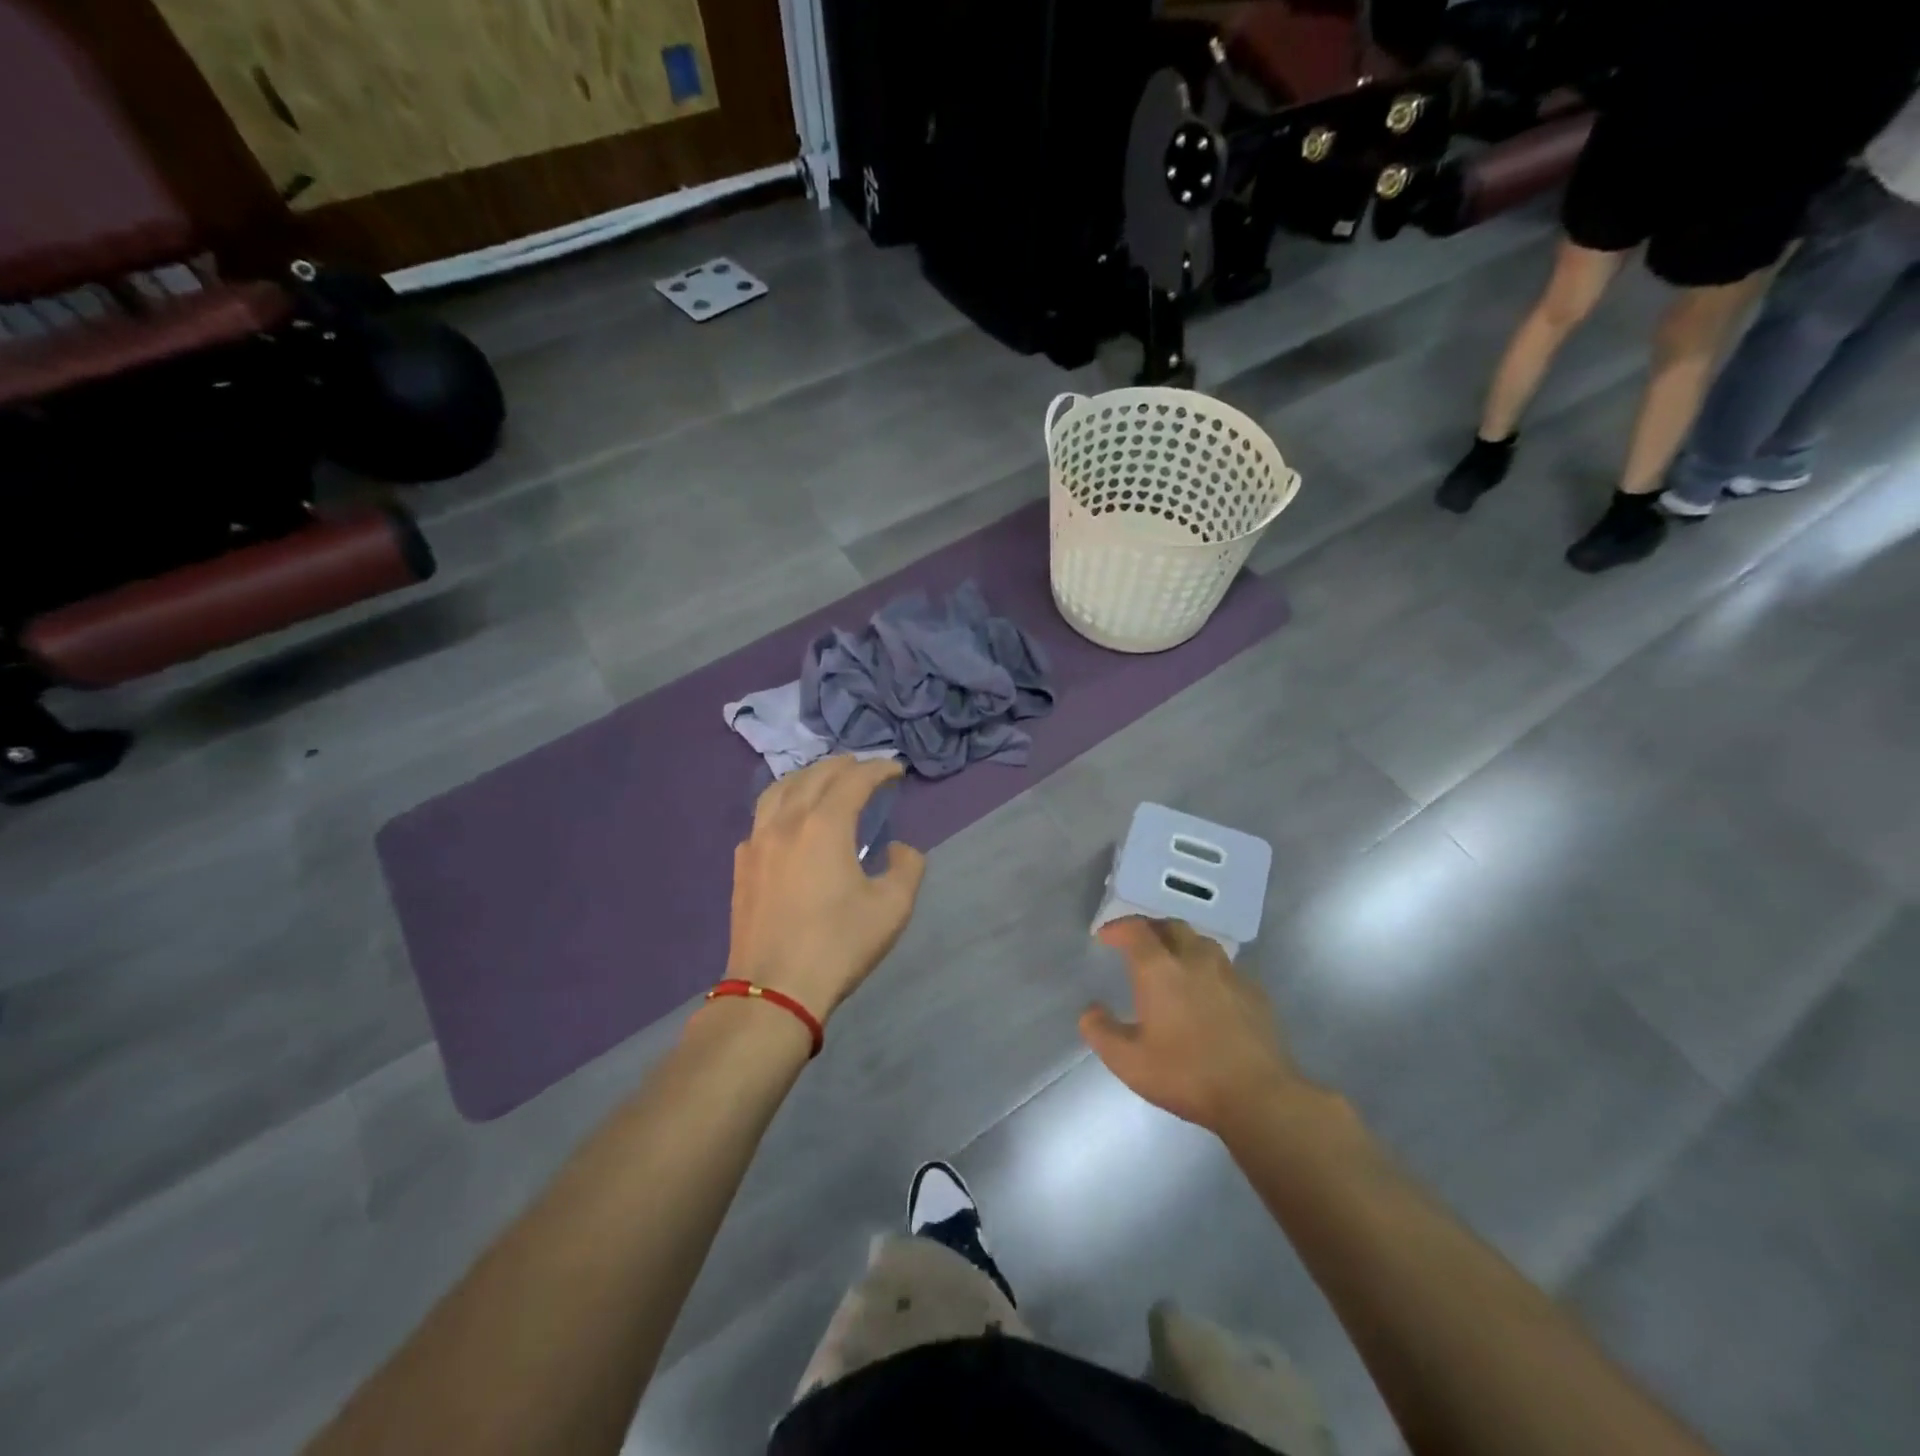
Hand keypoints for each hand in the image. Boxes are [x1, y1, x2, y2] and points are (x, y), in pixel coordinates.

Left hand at [725, 756, 926, 1022]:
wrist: (774, 990)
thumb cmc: (839, 945)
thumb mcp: (892, 907)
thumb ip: (907, 867)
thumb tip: (899, 849)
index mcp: (824, 825)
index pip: (854, 779)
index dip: (878, 769)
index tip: (896, 770)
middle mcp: (787, 822)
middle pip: (814, 775)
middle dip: (843, 765)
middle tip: (864, 767)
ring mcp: (757, 842)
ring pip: (779, 790)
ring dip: (806, 777)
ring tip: (823, 780)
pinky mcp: (742, 866)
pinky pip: (761, 818)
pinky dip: (781, 805)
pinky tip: (788, 821)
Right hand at [1080, 918, 1308, 1134]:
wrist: (1259, 1096)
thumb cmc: (1186, 1075)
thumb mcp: (1128, 1062)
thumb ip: (1101, 1032)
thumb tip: (1090, 1010)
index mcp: (1160, 969)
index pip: (1136, 930)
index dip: (1118, 928)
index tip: (1105, 937)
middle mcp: (1195, 959)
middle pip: (1171, 926)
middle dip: (1151, 929)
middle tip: (1138, 945)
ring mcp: (1229, 974)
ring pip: (1202, 943)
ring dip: (1182, 945)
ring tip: (1173, 962)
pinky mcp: (1255, 993)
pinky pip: (1226, 968)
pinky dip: (1208, 969)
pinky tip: (1208, 993)